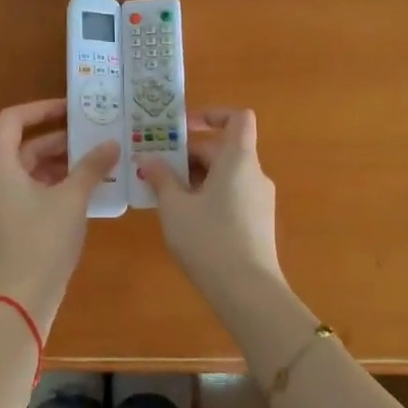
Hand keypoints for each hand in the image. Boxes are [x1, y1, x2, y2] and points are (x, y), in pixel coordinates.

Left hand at [0, 99, 119, 333]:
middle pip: (19, 148)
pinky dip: (44, 187)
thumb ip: (91, 166)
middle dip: (56, 142)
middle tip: (91, 139)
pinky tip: (75, 194)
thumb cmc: (44, 239)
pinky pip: (19, 194)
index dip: (42, 109)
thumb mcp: (72, 198)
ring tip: (90, 165)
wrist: (20, 298)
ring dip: (54, 166)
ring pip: (21, 172)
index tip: (70, 109)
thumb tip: (112, 144)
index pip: (12, 120)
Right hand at [139, 108, 281, 294]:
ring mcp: (260, 200)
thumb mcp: (175, 207)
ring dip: (195, 176)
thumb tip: (147, 158)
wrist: (248, 293)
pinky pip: (231, 195)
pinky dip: (208, 195)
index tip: (183, 127)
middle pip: (223, 149)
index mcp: (238, 160)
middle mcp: (254, 174)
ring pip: (225, 174)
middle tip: (154, 167)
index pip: (237, 118)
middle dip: (188, 154)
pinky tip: (184, 218)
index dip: (212, 114)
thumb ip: (161, 178)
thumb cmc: (209, 240)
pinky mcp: (258, 223)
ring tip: (163, 193)